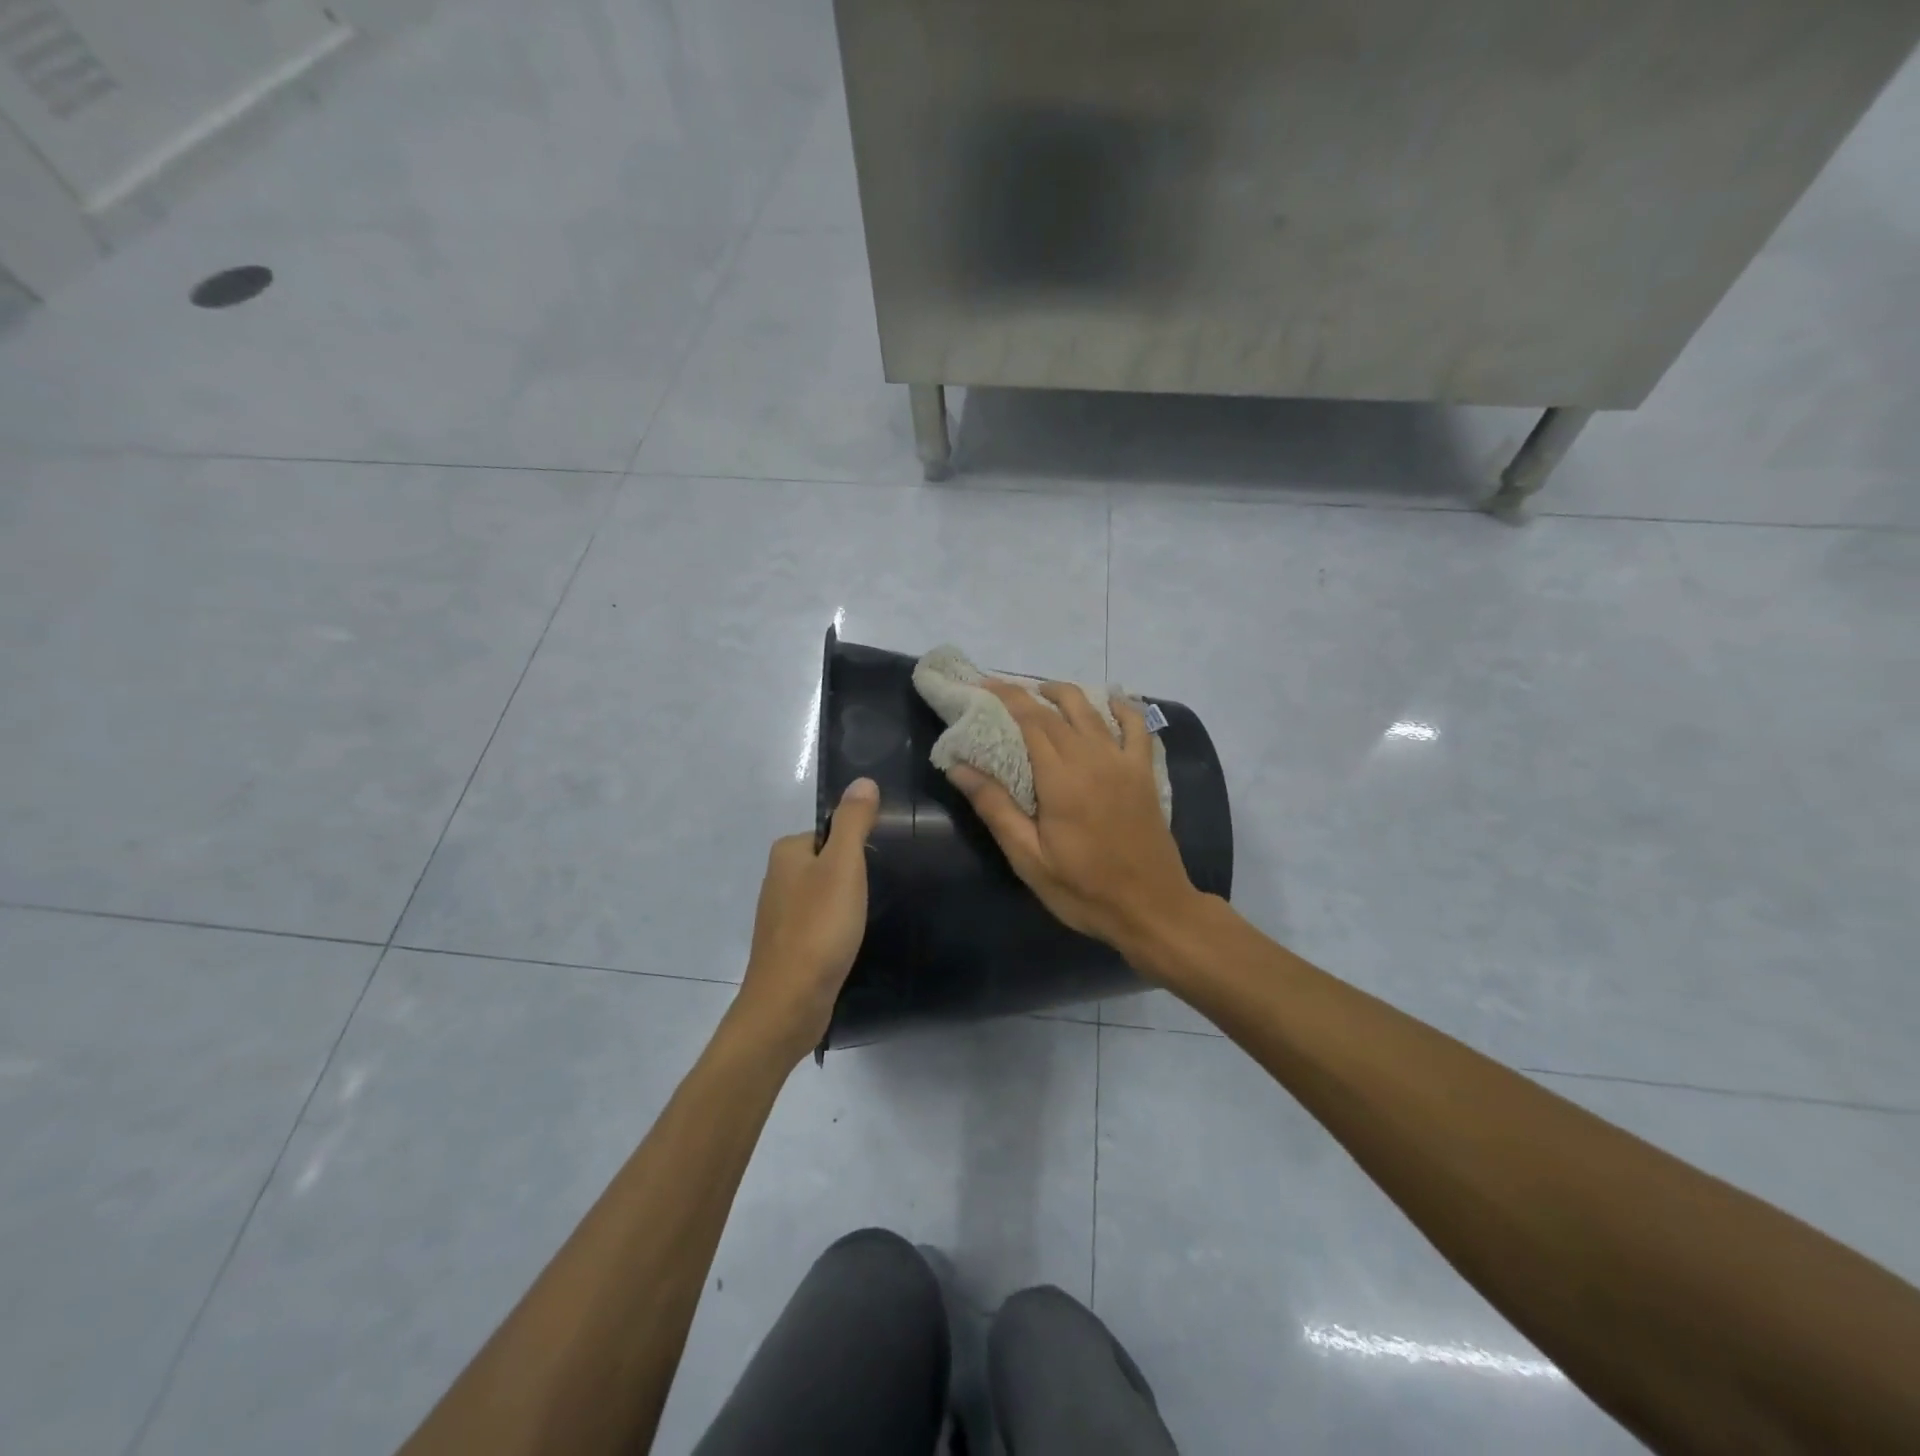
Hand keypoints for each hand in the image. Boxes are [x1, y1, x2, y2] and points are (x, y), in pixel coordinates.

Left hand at [732, 777, 881, 1062]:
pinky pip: (822, 923)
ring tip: (871, 918)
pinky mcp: (790, 946)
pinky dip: (838, 929)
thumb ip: (853, 822)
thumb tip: (863, 780)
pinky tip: (854, 942)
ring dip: (848, 904)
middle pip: (830, 862)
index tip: (882, 865)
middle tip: (882, 892)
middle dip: (856, 875)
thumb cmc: (818, 927)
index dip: (860, 845)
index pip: (832, 832)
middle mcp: (778, 878)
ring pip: (826, 895)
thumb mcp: (843, 866)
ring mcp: (781, 915)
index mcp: (787, 852)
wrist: (789, 1003)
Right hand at [946, 680, 1199, 962]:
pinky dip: (1122, 706)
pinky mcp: (1145, 772)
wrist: (1152, 908)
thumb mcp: (1029, 859)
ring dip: (1065, 694)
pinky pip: (1137, 725)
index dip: (1004, 697)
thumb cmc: (1084, 890)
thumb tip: (958, 767)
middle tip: (999, 692)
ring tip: (1042, 693)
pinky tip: (1109, 700)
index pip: (1028, 720)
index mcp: (1061, 778)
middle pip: (1056, 711)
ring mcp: (1124, 762)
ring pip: (1092, 710)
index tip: (980, 686)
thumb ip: (995, 808)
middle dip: (1025, 694)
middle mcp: (1093, 758)